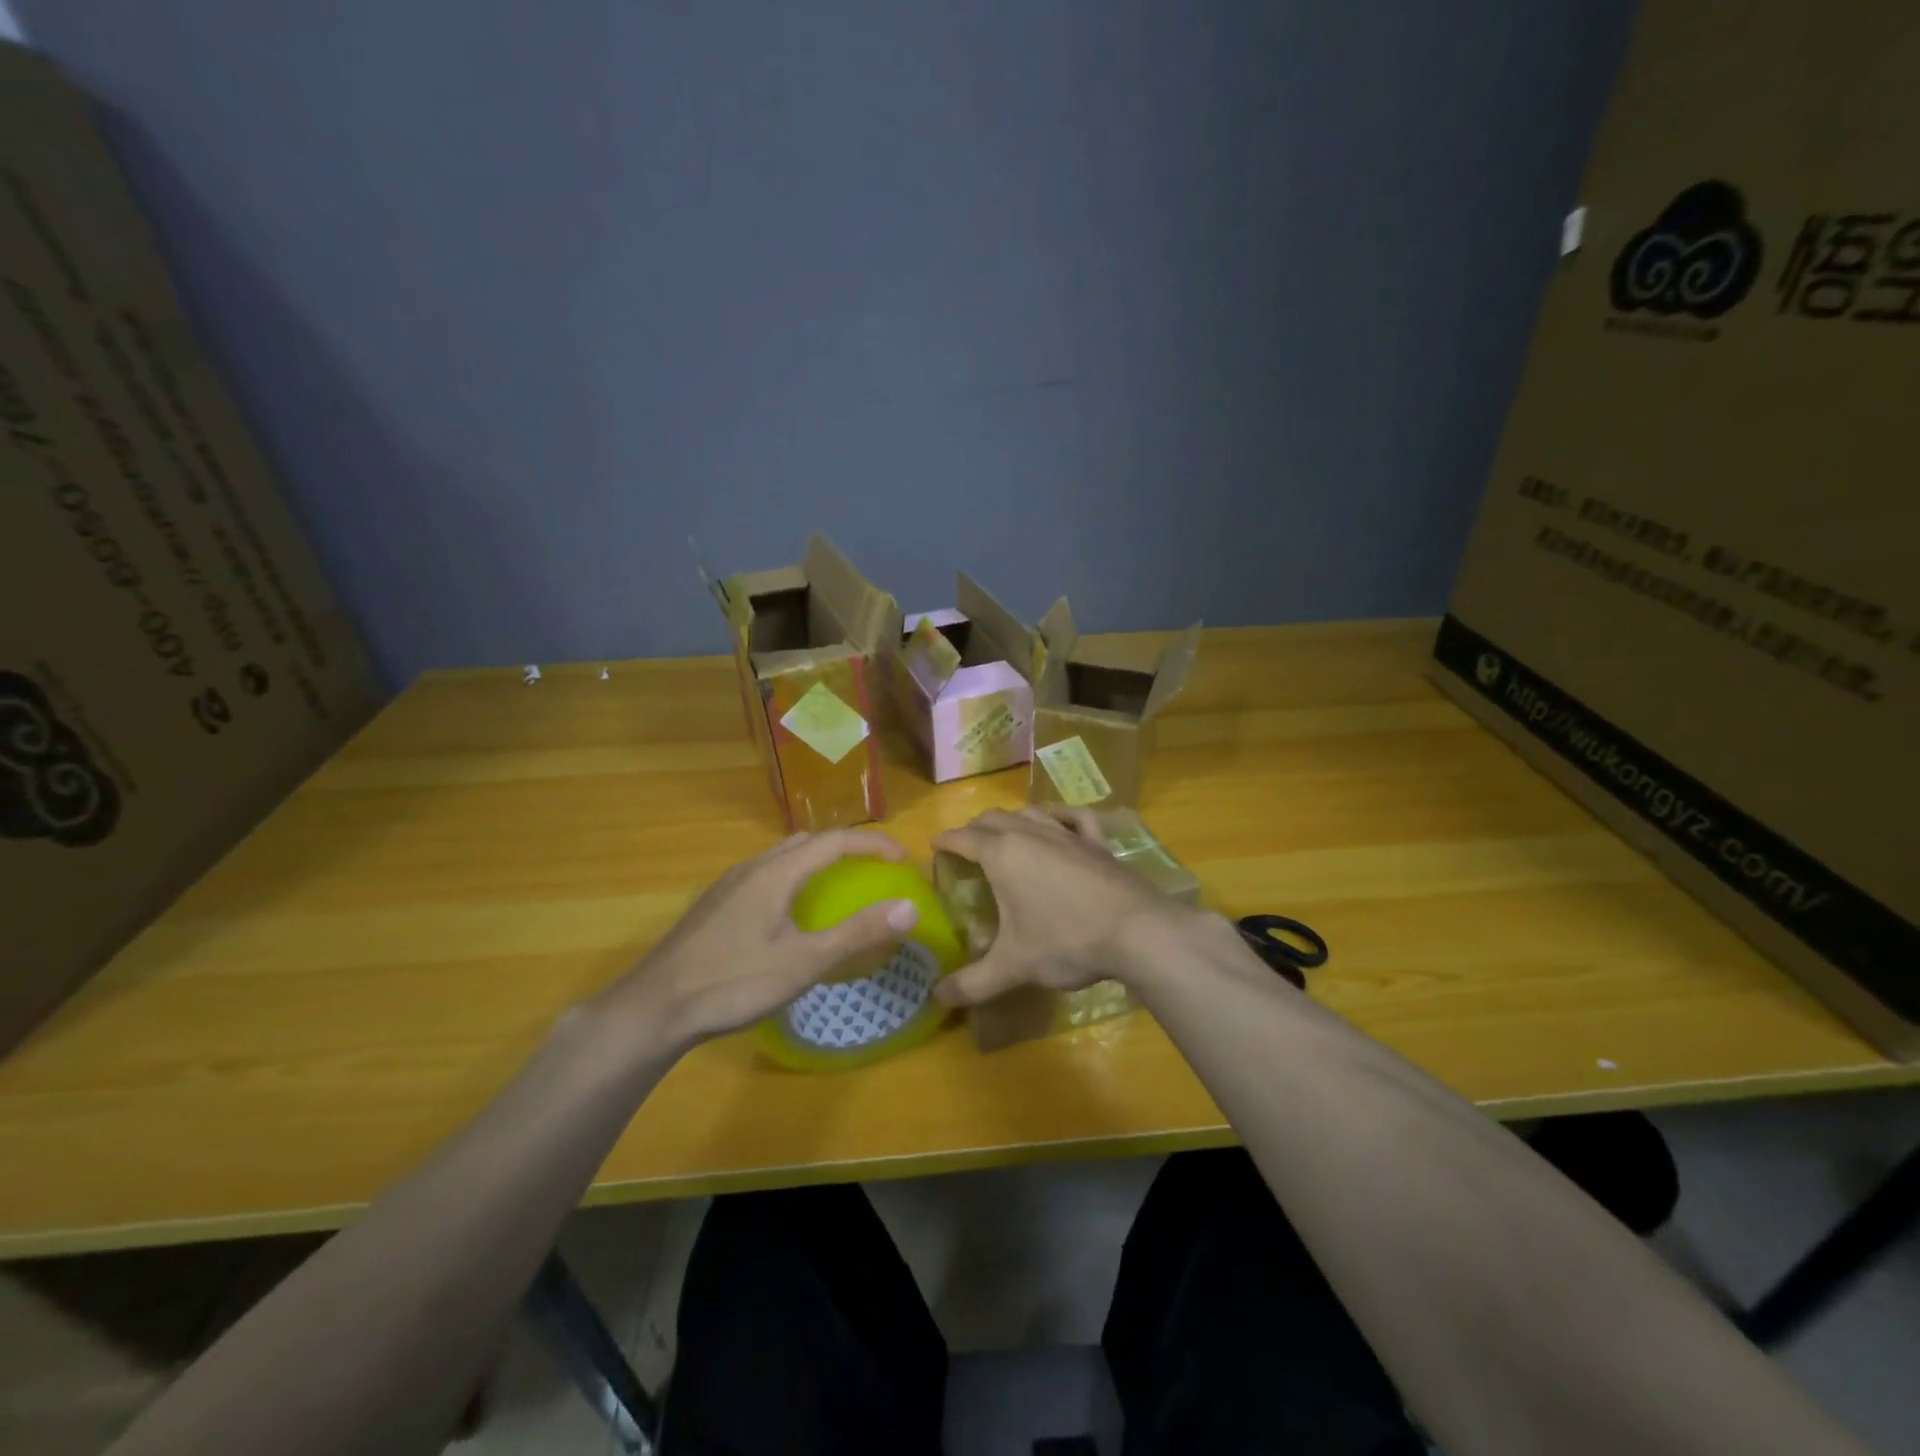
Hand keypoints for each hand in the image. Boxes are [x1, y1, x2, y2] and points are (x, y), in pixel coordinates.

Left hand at [595, 830, 919, 1051]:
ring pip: (781, 857)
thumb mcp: (803, 962)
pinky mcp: (715, 905)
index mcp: (776, 873)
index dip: (872, 844)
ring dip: (816, 861)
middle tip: (873, 869)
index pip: (834, 840)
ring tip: (838, 887)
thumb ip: (856, 933)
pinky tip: (791, 914)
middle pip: (806, 841)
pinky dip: (793, 878)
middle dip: (845, 847)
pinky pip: (765, 875)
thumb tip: (909, 907)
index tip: (902, 860)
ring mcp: (728, 885)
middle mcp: (752, 868)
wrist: (654, 1008)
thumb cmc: (732, 983)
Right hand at [930, 807, 1195, 1008]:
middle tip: (967, 848)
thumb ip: (973, 983)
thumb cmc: (1066, 942)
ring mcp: (1067, 833)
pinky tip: (1059, 822)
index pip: (963, 838)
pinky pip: (1075, 817)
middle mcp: (1031, 833)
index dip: (945, 840)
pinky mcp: (1097, 842)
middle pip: (993, 818)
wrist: (1136, 932)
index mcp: (1002, 854)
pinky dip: (1061, 815)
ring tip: (1005, 835)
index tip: (934, 845)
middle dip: (975, 829)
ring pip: (1030, 812)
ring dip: (1012, 819)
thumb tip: (938, 998)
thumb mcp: (1014, 966)